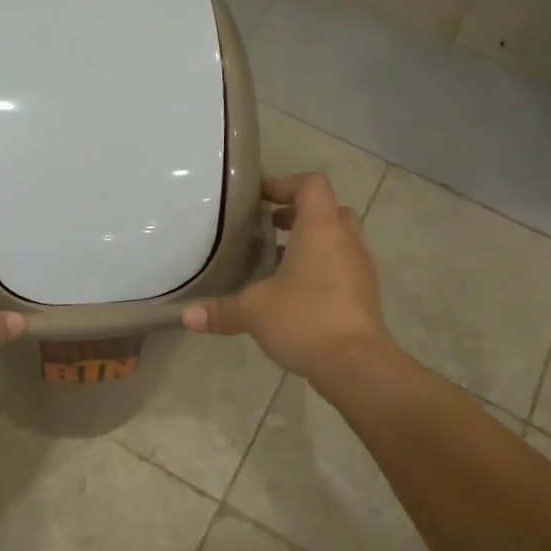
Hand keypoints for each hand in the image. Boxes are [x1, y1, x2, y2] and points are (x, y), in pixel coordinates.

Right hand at [181, 172, 391, 386]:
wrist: (357, 365)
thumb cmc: (305, 319)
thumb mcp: (253, 311)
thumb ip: (220, 310)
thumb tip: (186, 317)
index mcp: (321, 229)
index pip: (311, 185)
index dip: (284, 184)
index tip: (258, 197)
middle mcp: (346, 241)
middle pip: (329, 210)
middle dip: (299, 214)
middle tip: (269, 227)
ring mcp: (360, 269)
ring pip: (338, 240)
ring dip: (311, 243)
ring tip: (276, 261)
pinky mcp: (364, 296)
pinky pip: (342, 268)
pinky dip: (320, 269)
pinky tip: (293, 293)